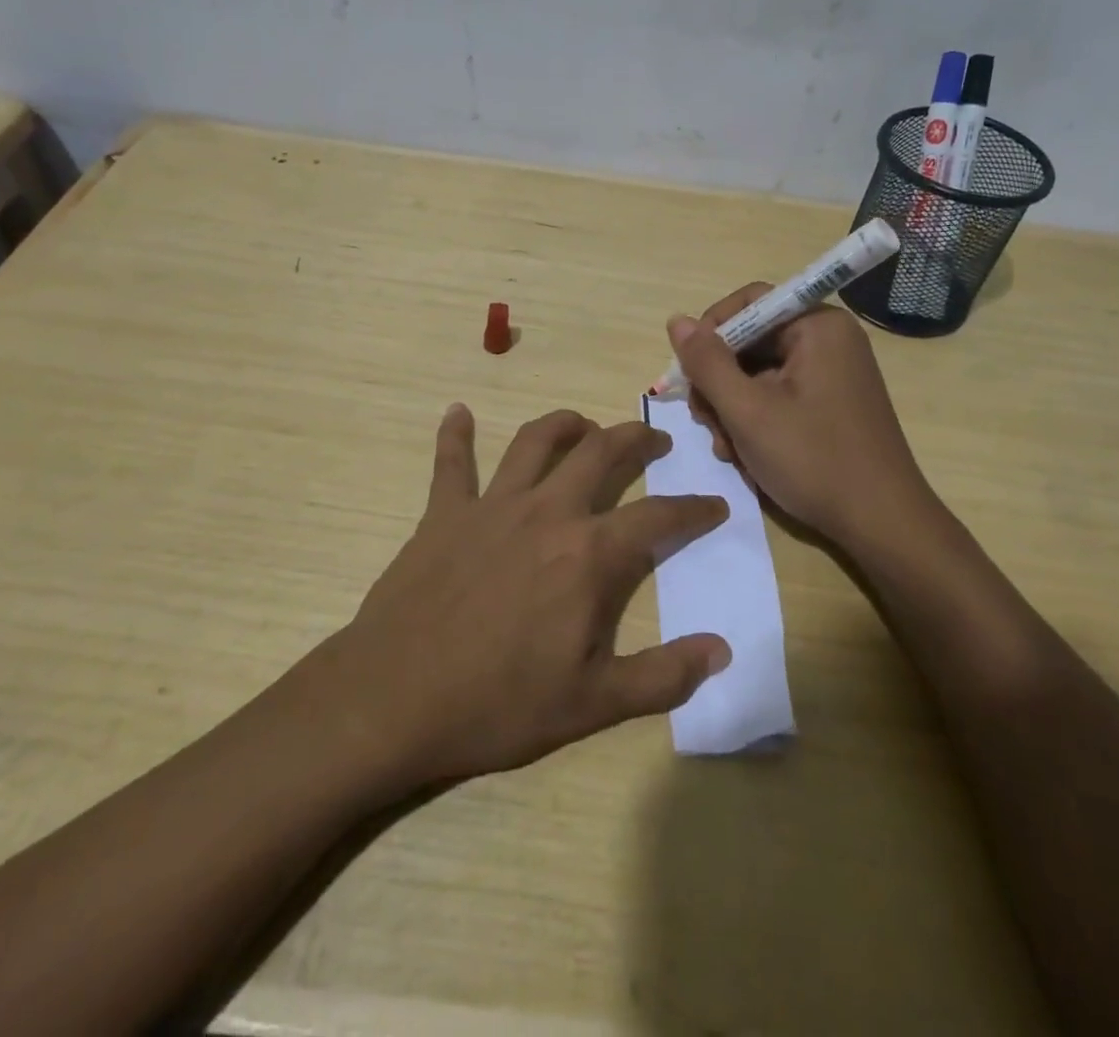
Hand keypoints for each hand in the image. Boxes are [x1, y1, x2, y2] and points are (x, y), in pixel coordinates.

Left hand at [333, 405, 731, 786]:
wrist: (395, 700)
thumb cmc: (499, 705)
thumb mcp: (593, 705)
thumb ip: (663, 676)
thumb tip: (723, 650)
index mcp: (588, 555)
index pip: (659, 517)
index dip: (694, 509)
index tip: (716, 504)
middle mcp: (547, 512)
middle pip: (601, 453)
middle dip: (635, 438)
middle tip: (654, 438)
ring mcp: (492, 506)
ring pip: (536, 441)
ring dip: (565, 424)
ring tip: (583, 425)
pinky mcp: (444, 512)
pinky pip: (451, 462)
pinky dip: (455, 434)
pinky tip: (458, 412)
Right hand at [668, 285, 935, 552]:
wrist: (881, 523)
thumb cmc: (813, 460)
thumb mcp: (747, 411)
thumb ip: (707, 363)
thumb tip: (677, 321)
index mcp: (817, 326)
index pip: (749, 303)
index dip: (711, 331)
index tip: (689, 373)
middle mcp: (828, 340)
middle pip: (750, 341)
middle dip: (719, 382)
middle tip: (704, 421)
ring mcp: (831, 373)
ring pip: (758, 373)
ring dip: (732, 407)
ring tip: (727, 448)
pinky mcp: (830, 402)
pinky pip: (778, 394)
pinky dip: (755, 418)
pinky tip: (746, 453)